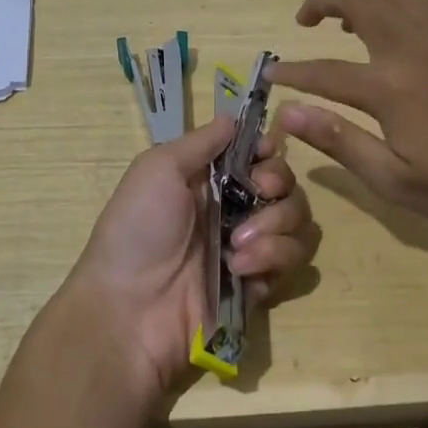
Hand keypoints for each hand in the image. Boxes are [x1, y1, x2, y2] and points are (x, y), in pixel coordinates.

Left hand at [60, 116, 319, 404]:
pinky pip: (292, 262)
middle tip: (258, 195)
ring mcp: (250, 248)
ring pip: (298, 222)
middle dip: (279, 185)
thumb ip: (201, 142)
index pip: (259, 156)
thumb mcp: (157, 169)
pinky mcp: (260, 285)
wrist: (130, 309)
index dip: (269, 151)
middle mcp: (234, 210)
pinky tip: (240, 268)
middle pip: (287, 185)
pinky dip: (272, 259)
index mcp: (209, 180)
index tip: (265, 153)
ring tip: (239, 244)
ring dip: (275, 226)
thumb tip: (233, 118)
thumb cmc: (138, 229)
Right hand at [268, 0, 427, 249]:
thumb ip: (339, 142)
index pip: (322, 70)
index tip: (271, 73)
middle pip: (357, 0)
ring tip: (360, 22)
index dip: (290, 71)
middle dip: (323, 3)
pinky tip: (425, 38)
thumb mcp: (398, 182)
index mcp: (389, 86)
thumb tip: (288, 114)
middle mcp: (415, 45)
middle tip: (308, 20)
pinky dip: (419, 13)